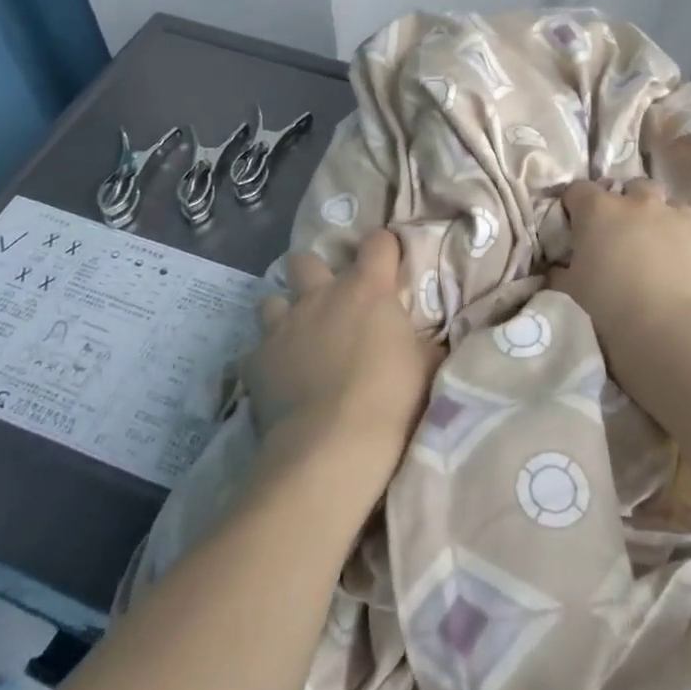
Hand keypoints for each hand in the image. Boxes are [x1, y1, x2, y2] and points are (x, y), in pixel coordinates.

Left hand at [249, 229, 440, 500]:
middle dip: (314, 273)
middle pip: (306, 260)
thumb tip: (434, 341)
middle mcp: (321, 295)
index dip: (383, 248)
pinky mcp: (256, 359)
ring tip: (296, 337)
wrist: (332, 447)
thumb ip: (425, 344)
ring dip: (284, 313)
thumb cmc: (391, 401)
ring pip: (272, 299)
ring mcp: (283, 325)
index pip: (377, 243)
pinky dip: (268, 359)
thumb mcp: (426, 368)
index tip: (388, 262)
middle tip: (328, 300)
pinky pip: (257, 348)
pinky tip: (278, 379)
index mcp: (367, 289)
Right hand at [547, 179, 690, 385]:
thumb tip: (561, 267)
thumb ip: (561, 271)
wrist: (676, 339)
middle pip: (634, 188)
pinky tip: (690, 273)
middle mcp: (642, 204)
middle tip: (624, 237)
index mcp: (600, 211)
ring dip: (664, 223)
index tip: (575, 226)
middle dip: (628, 205)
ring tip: (661, 254)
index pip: (579, 190)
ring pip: (672, 208)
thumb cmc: (610, 313)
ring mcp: (684, 218)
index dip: (575, 206)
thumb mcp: (569, 293)